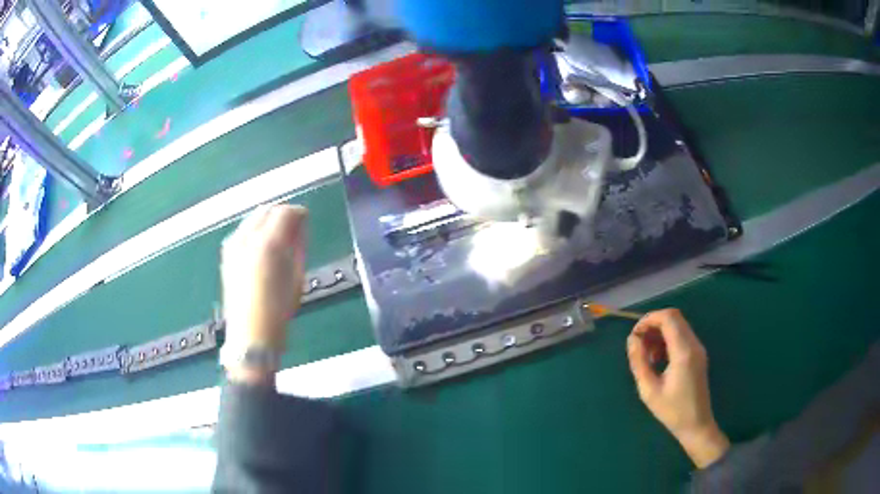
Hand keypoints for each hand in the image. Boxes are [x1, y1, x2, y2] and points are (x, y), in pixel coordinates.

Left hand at [221, 205, 308, 381]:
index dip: (298, 213)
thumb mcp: (296, 277)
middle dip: (281, 214)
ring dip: (266, 221)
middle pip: (266, 210)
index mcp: (268, 243)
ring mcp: (233, 245)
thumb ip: (298, 246)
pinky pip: (242, 231)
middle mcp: (247, 238)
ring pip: (252, 218)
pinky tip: (261, 246)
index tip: (306, 220)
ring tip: (278, 237)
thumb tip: (300, 227)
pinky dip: (254, 231)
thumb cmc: (279, 310)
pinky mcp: (226, 255)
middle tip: (294, 227)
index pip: (285, 212)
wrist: (250, 334)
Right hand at [626, 309, 729, 467]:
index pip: (668, 318)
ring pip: (678, 325)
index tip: (634, 335)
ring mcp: (698, 348)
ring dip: (660, 333)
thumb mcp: (649, 390)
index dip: (649, 319)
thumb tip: (632, 339)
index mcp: (683, 352)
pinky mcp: (698, 354)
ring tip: (646, 355)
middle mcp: (694, 344)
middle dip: (653, 325)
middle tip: (638, 344)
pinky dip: (667, 340)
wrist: (696, 424)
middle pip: (674, 317)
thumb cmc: (672, 411)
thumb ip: (639, 362)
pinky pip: (682, 336)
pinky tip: (658, 359)